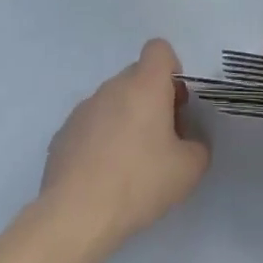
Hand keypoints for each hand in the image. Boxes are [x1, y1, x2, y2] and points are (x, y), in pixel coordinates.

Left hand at [40, 39, 210, 252]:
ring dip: (126, 120)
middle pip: (138, 77)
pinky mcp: (64, 132)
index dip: (172, 70)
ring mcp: (85, 107)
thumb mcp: (188, 171)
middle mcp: (113, 86)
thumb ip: (198, 147)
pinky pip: (92, 124)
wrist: (75, 213)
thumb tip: (189, 141)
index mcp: (145, 85)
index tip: (175, 104)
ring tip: (129, 165)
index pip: (159, 49)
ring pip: (114, 101)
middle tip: (161, 141)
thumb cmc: (138, 182)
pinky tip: (103, 176)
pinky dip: (101, 140)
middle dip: (152, 100)